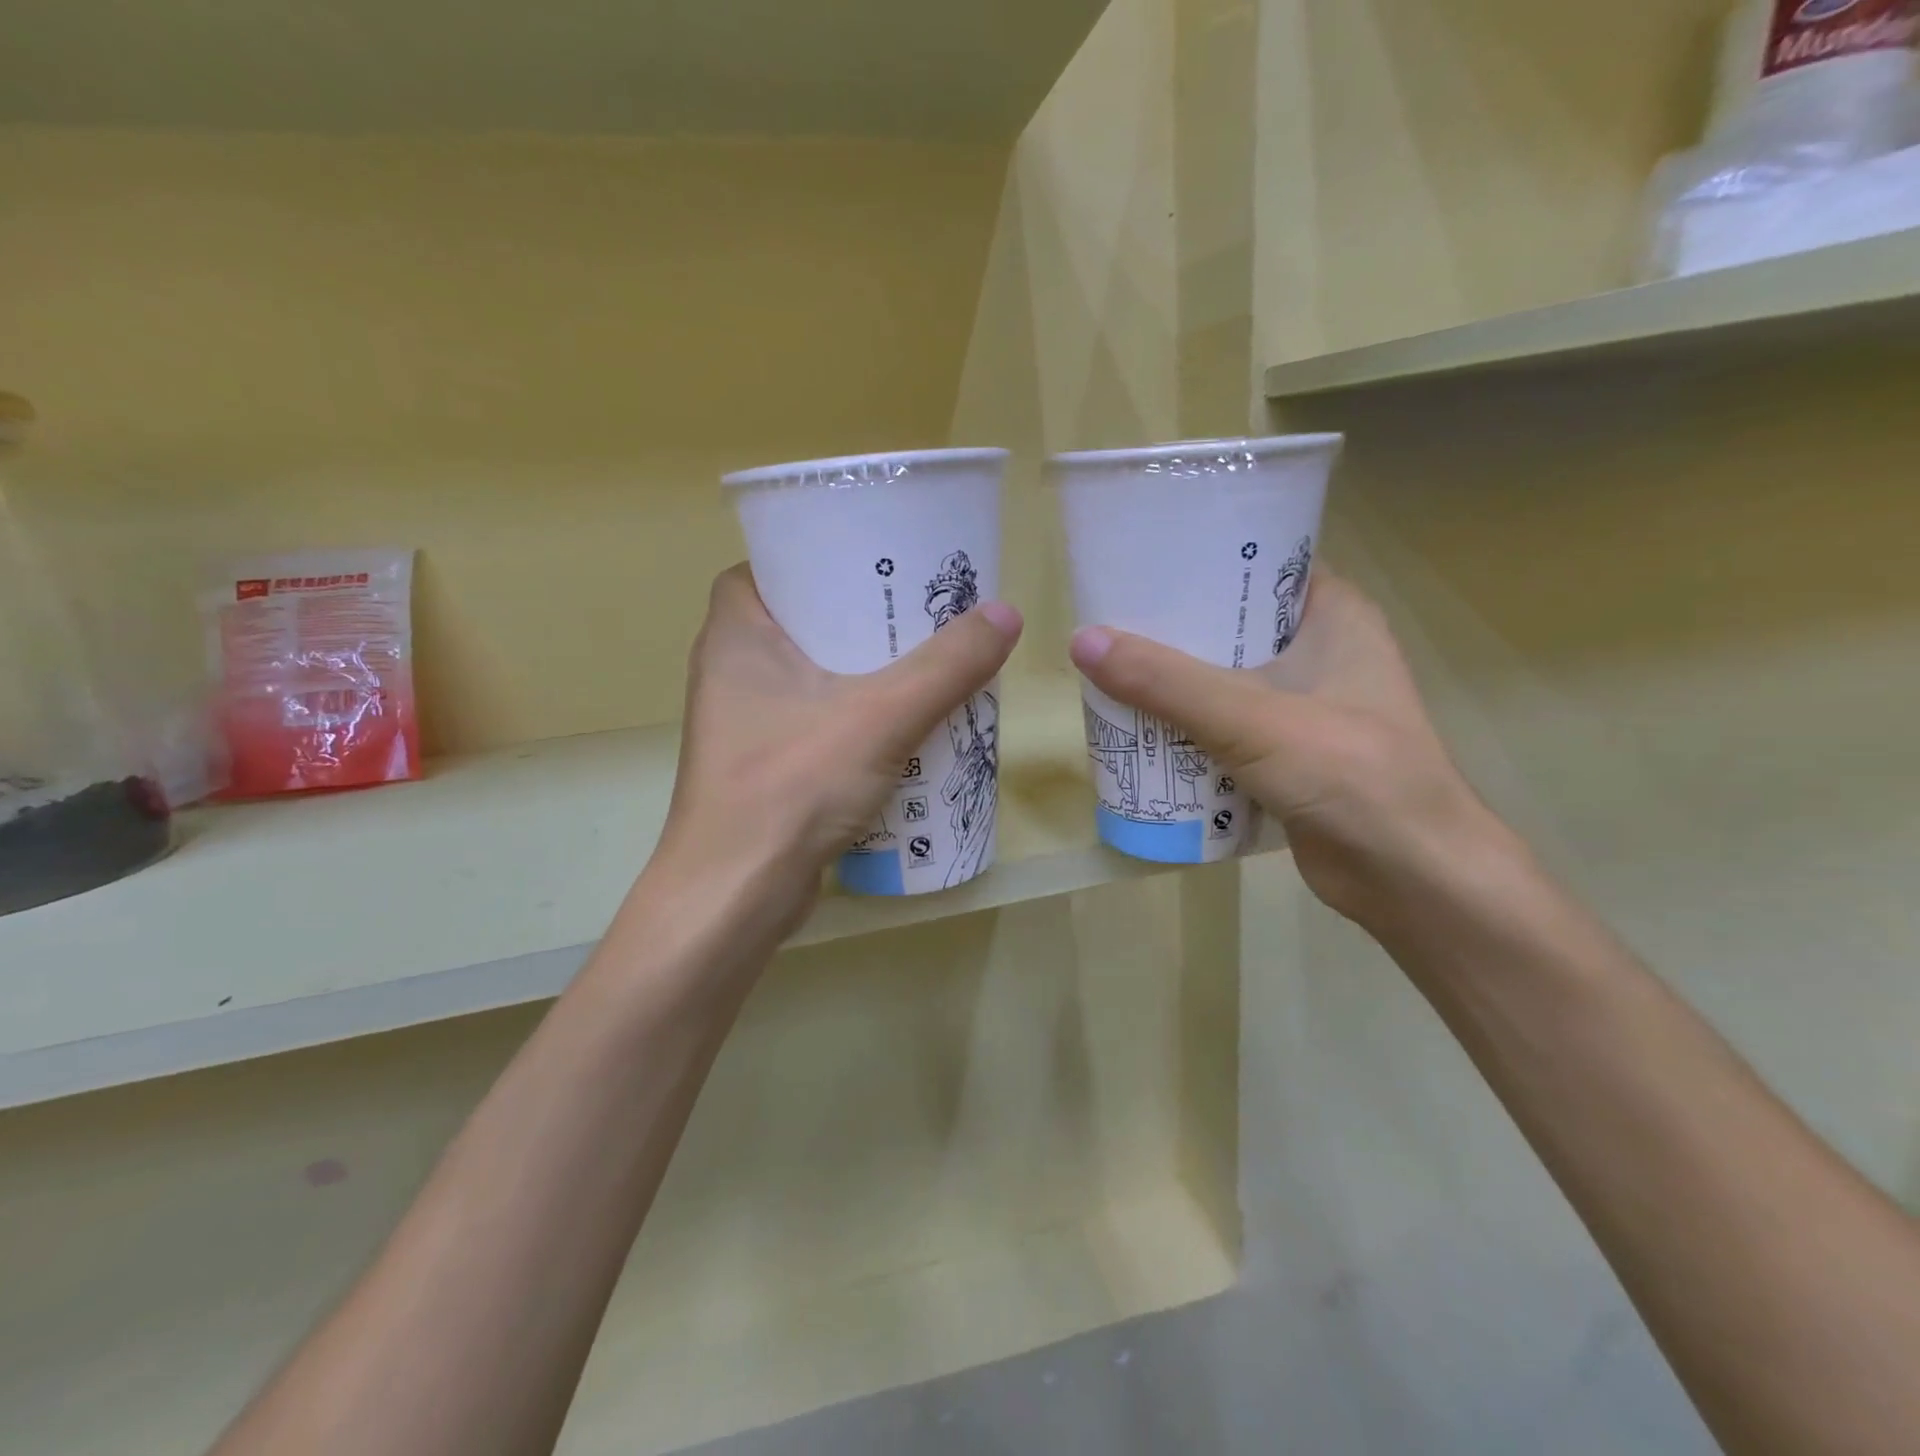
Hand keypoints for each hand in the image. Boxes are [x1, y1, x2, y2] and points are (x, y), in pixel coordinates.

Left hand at [659, 565, 1021, 934]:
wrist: (738, 894)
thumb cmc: (793, 783)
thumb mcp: (881, 714)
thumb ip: (947, 665)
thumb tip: (1006, 613)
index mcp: (735, 635)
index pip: (771, 569)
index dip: (820, 560)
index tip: (875, 563)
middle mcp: (730, 672)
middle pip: (802, 622)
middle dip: (860, 618)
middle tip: (919, 611)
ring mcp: (745, 724)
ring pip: (812, 676)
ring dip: (864, 671)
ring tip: (925, 661)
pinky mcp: (764, 767)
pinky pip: (817, 721)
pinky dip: (856, 716)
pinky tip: (905, 725)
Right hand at [1069, 570, 1490, 925]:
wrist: (1409, 877)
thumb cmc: (1348, 773)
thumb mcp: (1249, 717)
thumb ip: (1165, 682)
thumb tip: (1081, 642)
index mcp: (1333, 614)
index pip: (1262, 562)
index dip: (1203, 558)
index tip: (1141, 563)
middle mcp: (1321, 651)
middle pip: (1233, 624)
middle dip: (1173, 629)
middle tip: (1110, 622)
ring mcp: (1306, 707)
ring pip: (1224, 679)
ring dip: (1174, 683)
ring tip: (1111, 671)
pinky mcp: (1289, 754)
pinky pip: (1226, 727)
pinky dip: (1188, 728)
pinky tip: (1141, 728)